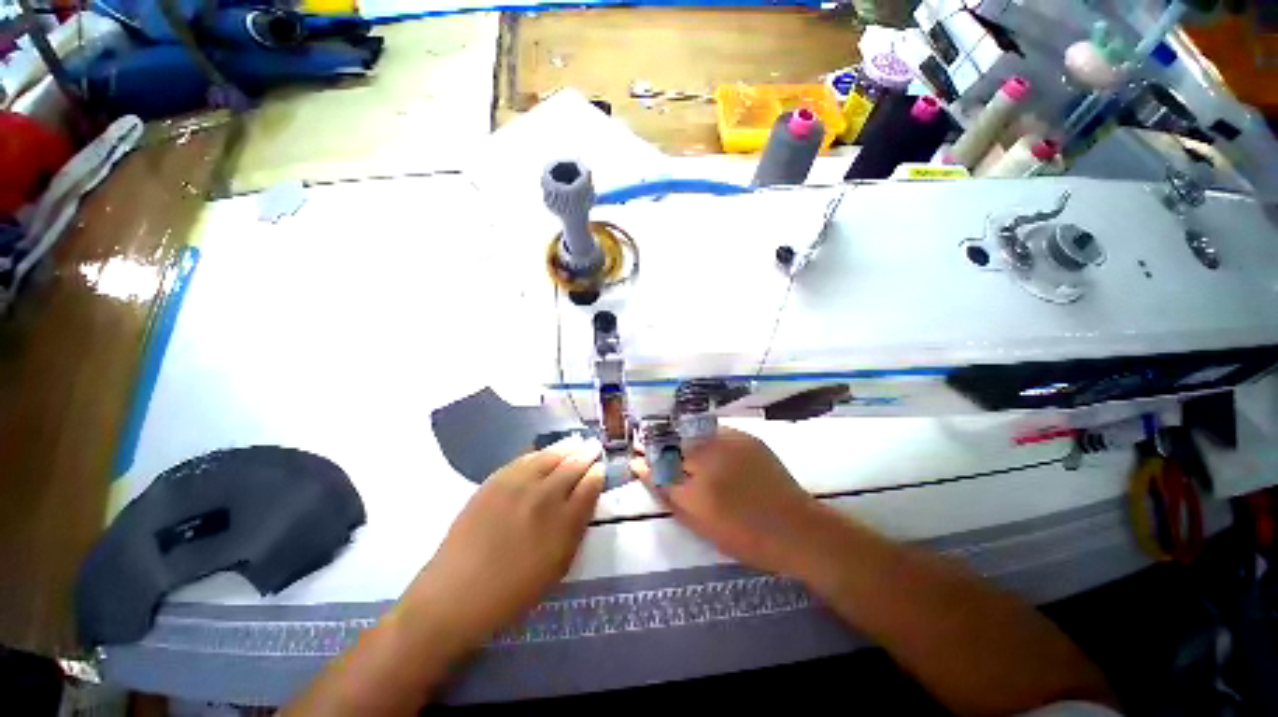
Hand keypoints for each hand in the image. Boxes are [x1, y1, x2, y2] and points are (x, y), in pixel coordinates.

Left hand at [409, 435, 603, 647]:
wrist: (456, 593)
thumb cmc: (513, 590)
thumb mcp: (558, 566)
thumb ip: (576, 528)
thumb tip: (586, 497)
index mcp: (564, 522)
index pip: (589, 486)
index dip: (597, 474)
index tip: (600, 467)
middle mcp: (544, 497)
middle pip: (572, 465)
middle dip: (586, 453)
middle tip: (593, 446)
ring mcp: (517, 485)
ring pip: (549, 456)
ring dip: (565, 447)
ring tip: (574, 442)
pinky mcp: (495, 481)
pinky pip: (523, 459)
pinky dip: (539, 453)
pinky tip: (543, 453)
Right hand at [633, 426, 821, 575]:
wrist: (797, 528)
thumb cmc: (745, 536)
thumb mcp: (699, 522)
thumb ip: (668, 493)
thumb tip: (640, 468)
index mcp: (695, 483)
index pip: (658, 462)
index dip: (645, 457)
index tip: (635, 455)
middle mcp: (708, 455)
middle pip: (672, 440)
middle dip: (656, 442)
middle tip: (647, 444)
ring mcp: (728, 441)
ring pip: (690, 430)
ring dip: (677, 435)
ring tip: (672, 442)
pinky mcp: (745, 436)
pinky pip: (712, 429)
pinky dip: (700, 434)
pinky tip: (700, 442)